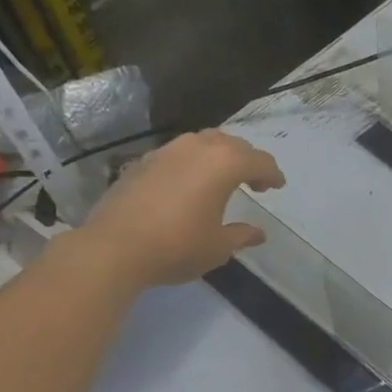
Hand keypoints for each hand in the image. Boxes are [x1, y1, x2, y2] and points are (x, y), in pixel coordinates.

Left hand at [77, 130, 284, 289]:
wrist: (114, 248)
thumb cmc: (177, 246)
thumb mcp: (219, 246)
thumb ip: (241, 235)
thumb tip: (258, 233)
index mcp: (225, 164)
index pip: (259, 161)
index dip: (272, 174)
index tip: (278, 186)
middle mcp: (198, 148)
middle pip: (233, 145)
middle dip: (248, 161)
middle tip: (255, 182)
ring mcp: (167, 151)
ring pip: (203, 143)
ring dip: (219, 156)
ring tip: (222, 178)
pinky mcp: (143, 161)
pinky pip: (179, 153)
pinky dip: (194, 163)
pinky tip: (190, 184)